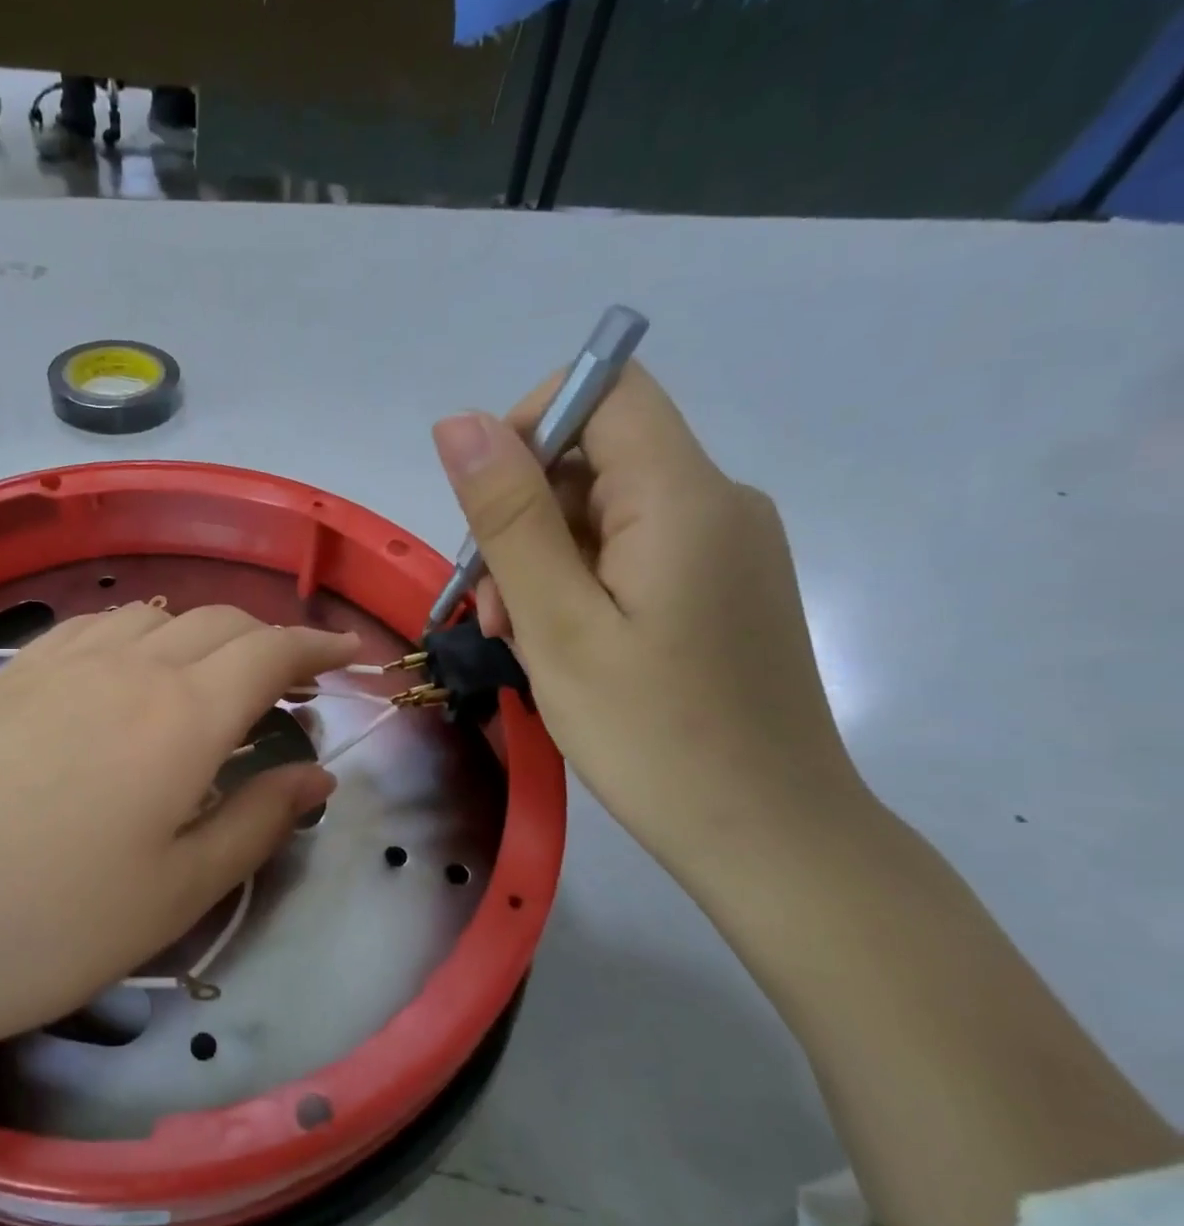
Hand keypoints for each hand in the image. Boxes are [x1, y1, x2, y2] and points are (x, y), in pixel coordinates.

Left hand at [0, 604, 355, 1064]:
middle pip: (218, 623)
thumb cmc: (46, 924)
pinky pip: (93, 627)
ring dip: (201, 633)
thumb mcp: (176, 892)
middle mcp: (126, 666)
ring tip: (212, 675)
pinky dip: (136, 632)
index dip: (318, 648)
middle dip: (267, 641)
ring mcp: (57, 663)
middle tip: (289, 683)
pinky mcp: (3, 677)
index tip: (349, 656)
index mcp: (182, 714)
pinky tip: (126, 670)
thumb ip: (257, 823)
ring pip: (153, 614)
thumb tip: (315, 777)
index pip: (271, 651)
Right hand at [433, 363, 864, 886]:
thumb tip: (458, 422)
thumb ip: (508, 517)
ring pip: (606, 511)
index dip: (528, 427)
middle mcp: (718, 502)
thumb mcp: (557, 624)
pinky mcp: (721, 588)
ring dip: (544, 559)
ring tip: (522, 640)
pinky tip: (563, 645)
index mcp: (683, 496)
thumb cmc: (650, 734)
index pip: (604, 389)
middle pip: (597, 455)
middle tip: (495, 612)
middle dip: (523, 515)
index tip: (484, 513)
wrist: (767, 836)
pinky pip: (633, 552)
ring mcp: (724, 547)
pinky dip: (581, 583)